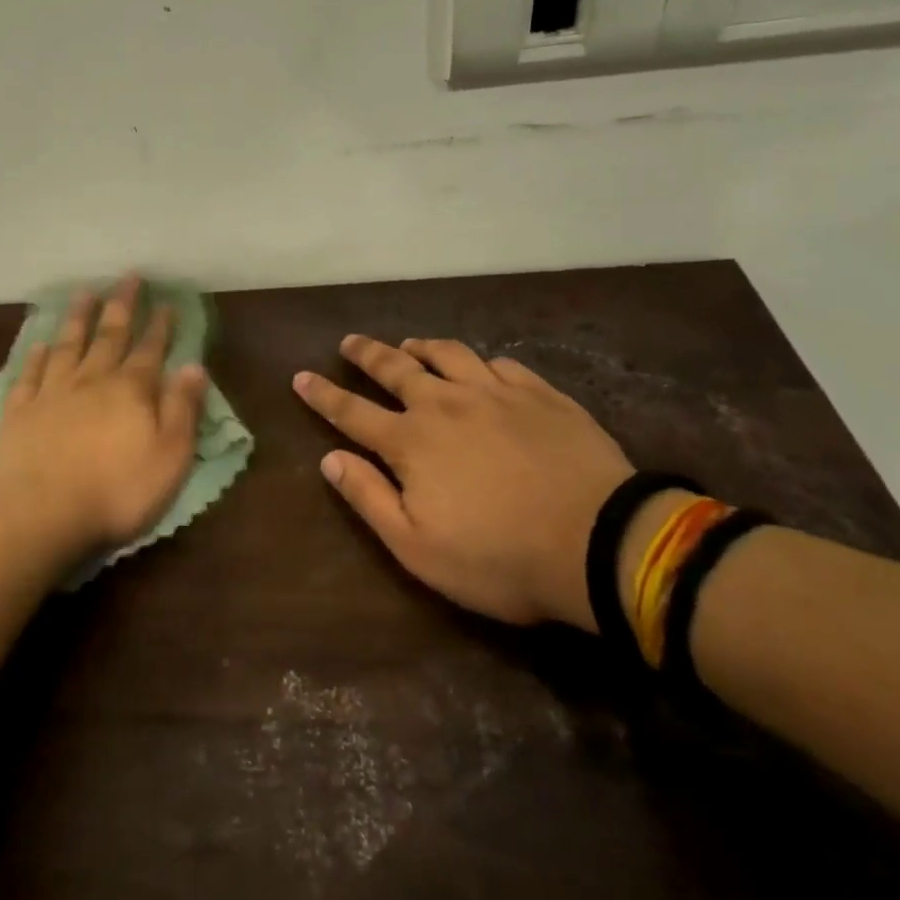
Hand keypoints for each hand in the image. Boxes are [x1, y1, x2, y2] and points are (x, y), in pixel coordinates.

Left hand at [0, 276, 207, 558]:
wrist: (40, 516)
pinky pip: (30, 375)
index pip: (150, 350)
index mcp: (130, 391)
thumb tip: (194, 366)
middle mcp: (91, 381)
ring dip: (78, 319)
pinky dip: (36, 356)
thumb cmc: (115, 493)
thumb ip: (182, 409)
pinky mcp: (19, 413)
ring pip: (68, 346)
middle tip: (128, 278)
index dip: (160, 326)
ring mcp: (51, 394)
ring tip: (85, 293)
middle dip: (122, 306)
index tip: (166, 301)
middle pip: (109, 336)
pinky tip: (40, 343)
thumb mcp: (169, 457)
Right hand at [293, 335, 633, 629]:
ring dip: (422, 348)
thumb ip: (369, 498)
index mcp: (411, 442)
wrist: (599, 543)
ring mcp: (496, 394)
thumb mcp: (417, 546)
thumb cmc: (498, 557)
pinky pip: (502, 365)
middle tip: (349, 342)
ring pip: (449, 356)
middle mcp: (446, 405)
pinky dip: (481, 363)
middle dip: (367, 354)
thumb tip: (330, 459)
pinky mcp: (541, 396)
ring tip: (410, 345)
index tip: (300, 376)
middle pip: (396, 369)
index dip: (322, 394)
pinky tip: (481, 367)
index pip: (352, 412)